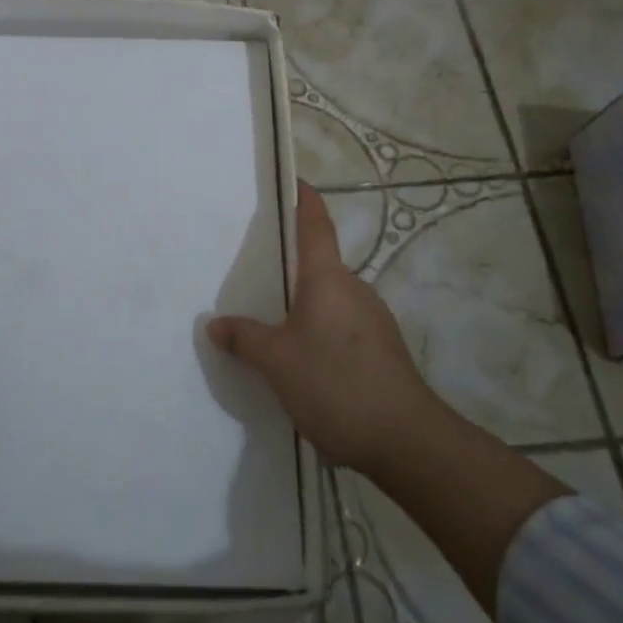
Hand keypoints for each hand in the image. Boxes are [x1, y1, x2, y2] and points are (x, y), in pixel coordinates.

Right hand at [209, 182, 445, 476]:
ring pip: (331, 299)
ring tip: (272, 322)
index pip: (316, 226)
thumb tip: (216, 323)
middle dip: (292, 266)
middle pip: (320, 265)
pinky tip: (303, 360)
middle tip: (257, 271)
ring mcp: (374, 320)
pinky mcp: (382, 349)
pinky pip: (342, 325)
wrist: (406, 440)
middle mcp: (354, 289)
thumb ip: (245, 338)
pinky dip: (320, 330)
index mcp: (328, 279)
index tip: (296, 182)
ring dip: (305, 305)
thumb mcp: (276, 362)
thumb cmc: (335, 384)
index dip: (305, 201)